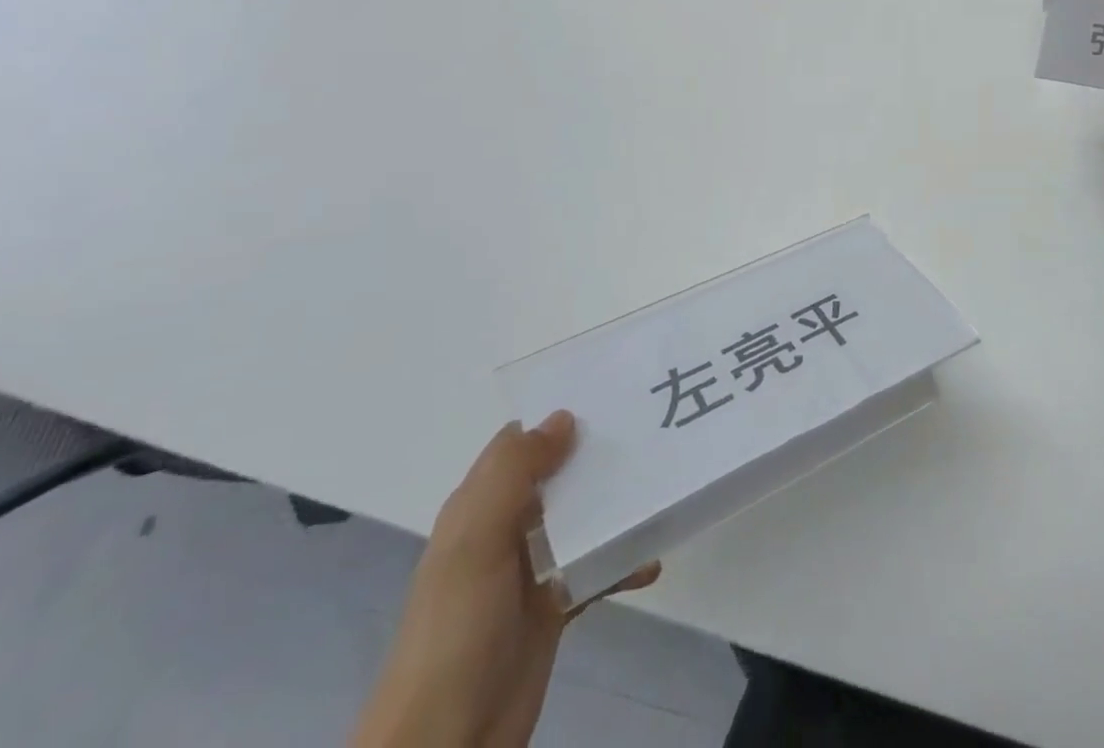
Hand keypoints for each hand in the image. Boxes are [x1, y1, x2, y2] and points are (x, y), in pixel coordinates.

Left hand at [351, 413, 659, 747]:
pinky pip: (596, 569)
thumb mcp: (475, 543)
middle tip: (650, 429)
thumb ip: (514, 474)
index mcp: (478, 507)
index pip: (519, 443)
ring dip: (615, 504)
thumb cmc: (456, 632)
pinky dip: (623, 561)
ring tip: (660, 485)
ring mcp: (530, 571)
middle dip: (597, 453)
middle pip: (557, 475)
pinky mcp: (553, 608)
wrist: (444, 746)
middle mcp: (504, 530)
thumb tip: (565, 416)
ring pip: (580, 518)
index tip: (609, 391)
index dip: (557, 415)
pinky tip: (651, 559)